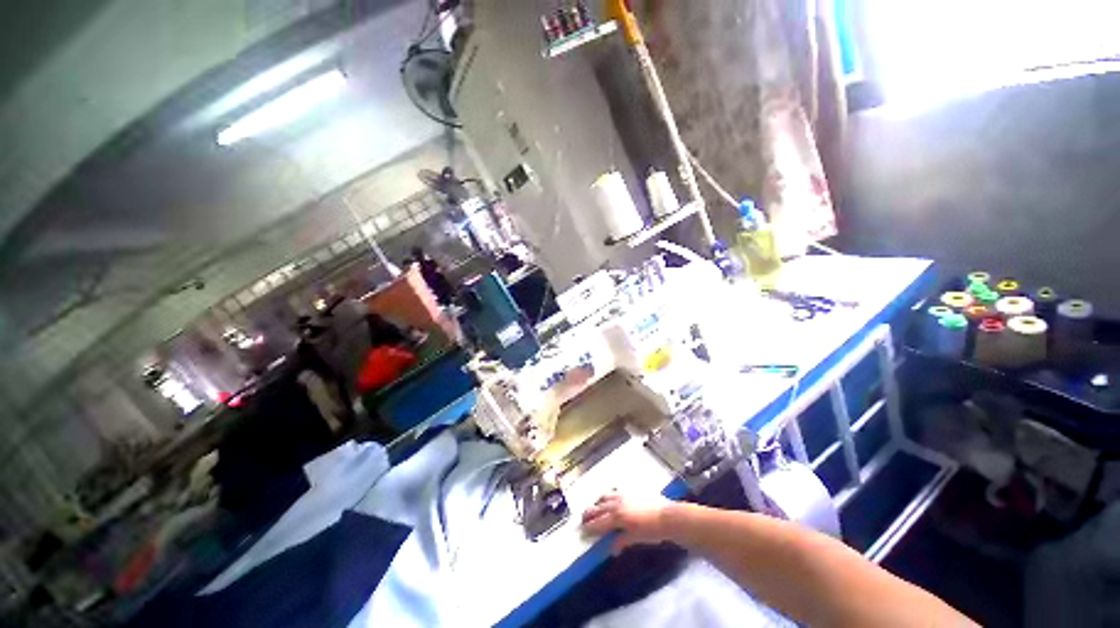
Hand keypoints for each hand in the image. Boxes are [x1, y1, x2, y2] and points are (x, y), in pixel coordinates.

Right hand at [581, 493, 672, 554]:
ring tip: (595, 507)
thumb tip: (611, 549)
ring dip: (598, 502)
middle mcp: (617, 503)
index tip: (583, 528)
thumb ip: (622, 541)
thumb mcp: (636, 538)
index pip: (599, 522)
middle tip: (583, 518)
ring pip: (605, 496)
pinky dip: (609, 495)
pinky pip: (615, 490)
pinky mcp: (631, 490)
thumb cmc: (652, 531)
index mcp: (617, 516)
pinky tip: (610, 497)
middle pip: (598, 507)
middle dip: (589, 512)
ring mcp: (623, 494)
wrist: (668, 516)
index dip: (590, 526)